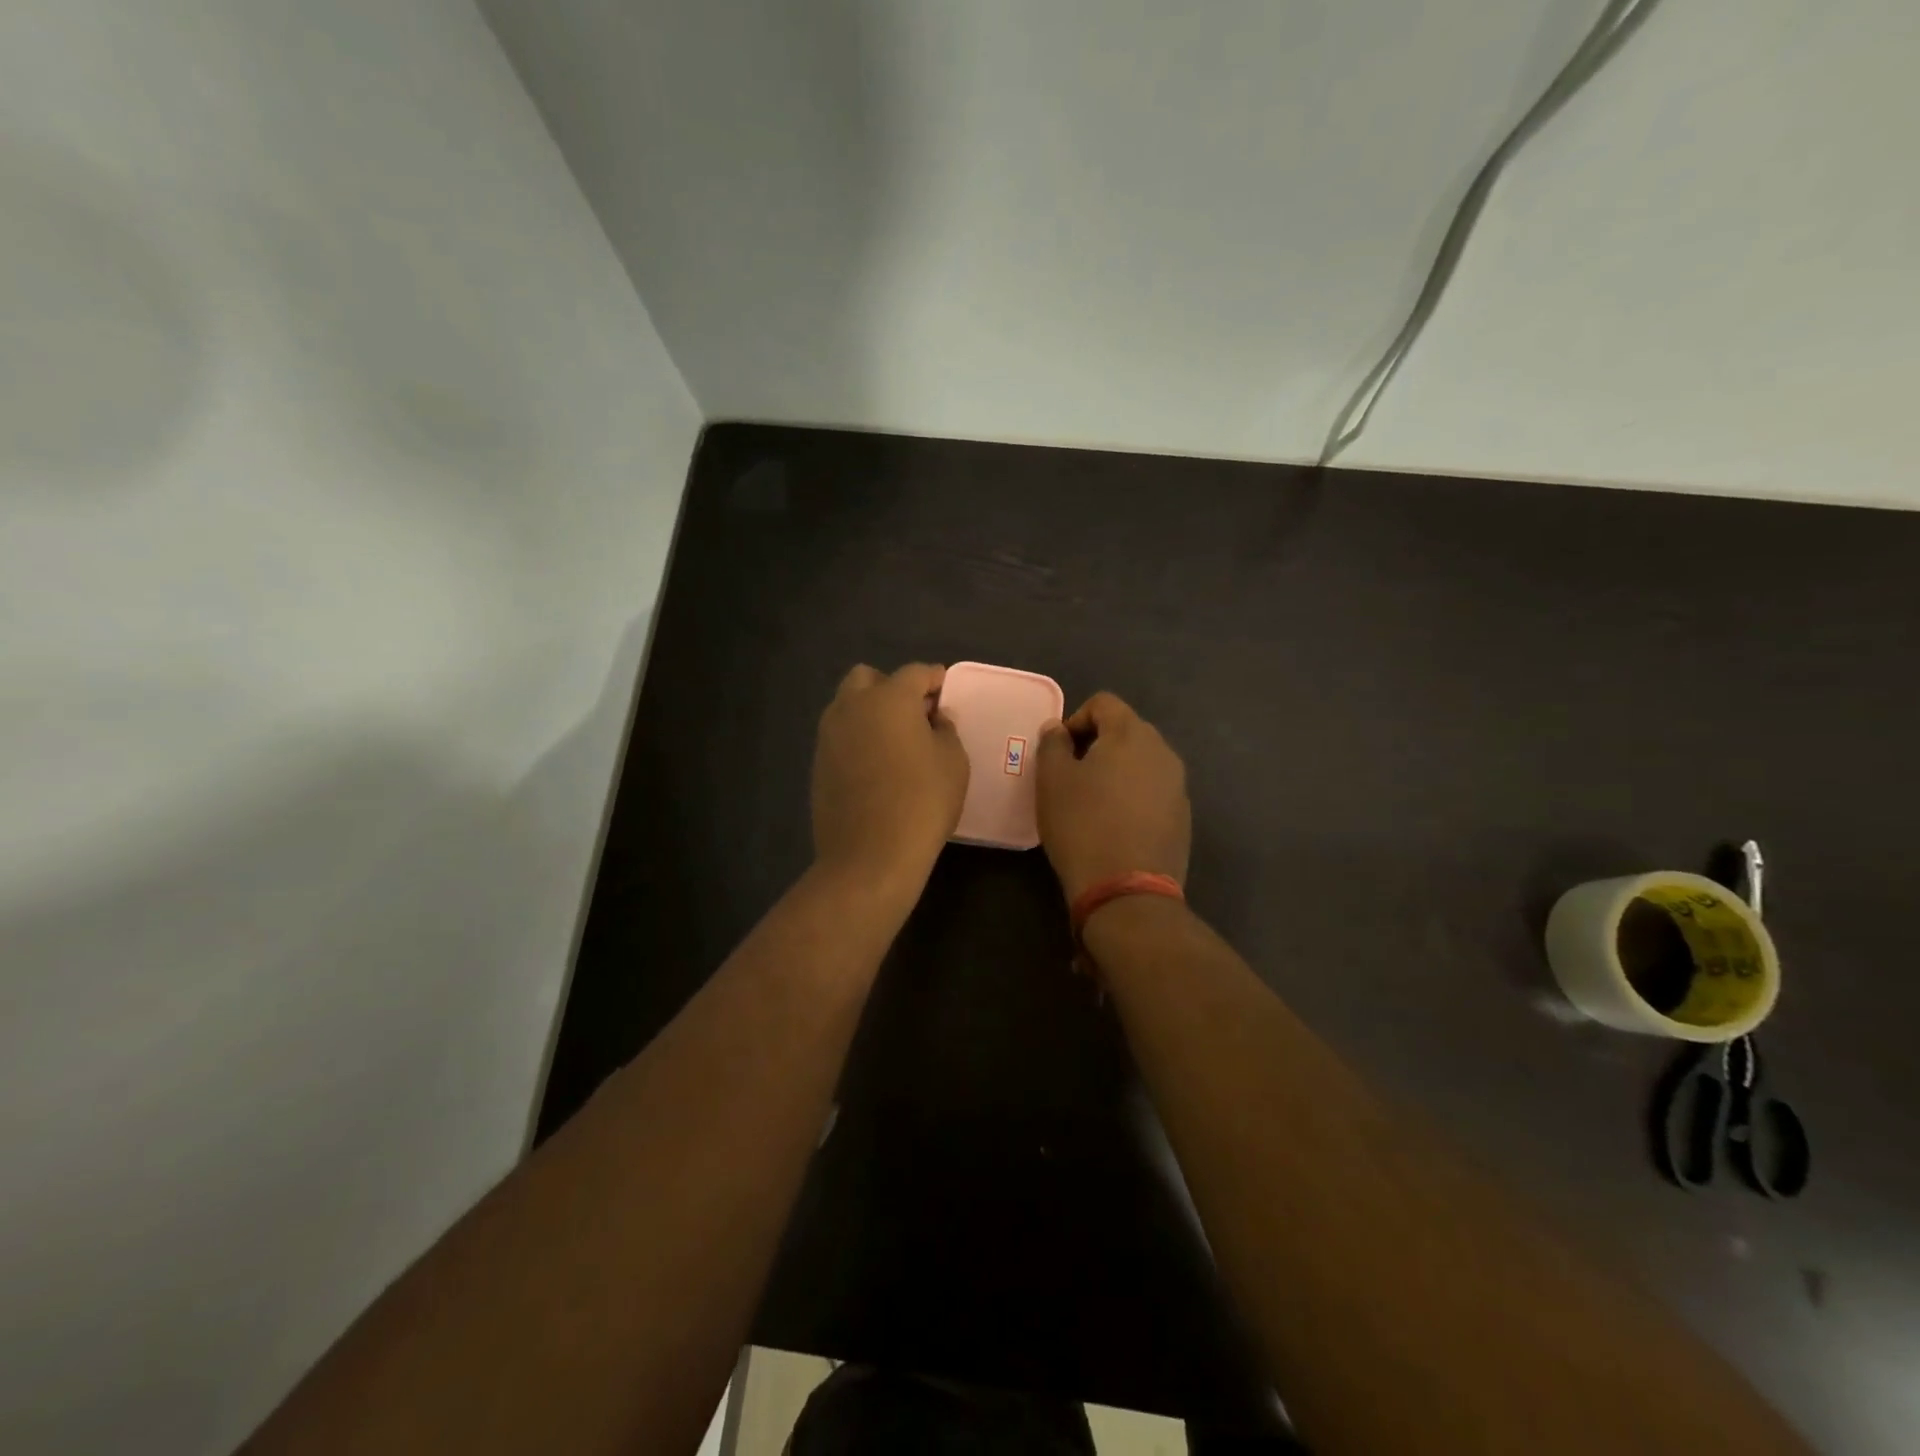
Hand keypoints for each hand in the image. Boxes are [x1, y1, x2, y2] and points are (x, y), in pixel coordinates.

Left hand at [812, 663, 969, 889]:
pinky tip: (876, 764)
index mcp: (889, 698)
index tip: (945, 690)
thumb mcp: (953, 762)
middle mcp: (852, 707)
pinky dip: (858, 738)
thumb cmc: (922, 802)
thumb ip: (946, 730)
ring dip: (870, 711)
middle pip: (868, 678)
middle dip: (891, 687)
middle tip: (915, 713)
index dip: (933, 678)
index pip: (914, 672)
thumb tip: (933, 719)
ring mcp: (829, 735)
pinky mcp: (818, 763)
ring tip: (895, 740)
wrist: (870, 856)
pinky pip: (840, 736)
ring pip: (848, 706)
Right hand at [1035, 692, 1190, 904]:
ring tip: (1091, 801)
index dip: (1075, 719)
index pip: (1104, 703)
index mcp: (1131, 734)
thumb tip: (1058, 728)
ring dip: (1116, 771)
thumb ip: (1053, 744)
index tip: (1059, 751)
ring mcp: (1178, 786)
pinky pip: (1152, 791)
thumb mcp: (1052, 781)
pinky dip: (1132, 796)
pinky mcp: (1182, 817)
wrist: (1127, 891)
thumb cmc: (1082, 826)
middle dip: (1097, 744)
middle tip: (1071, 775)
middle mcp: (1163, 752)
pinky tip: (1114, 825)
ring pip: (1141, 762)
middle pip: (1126, 730)